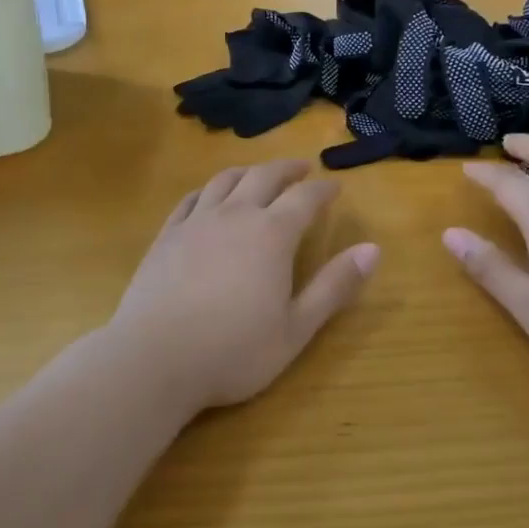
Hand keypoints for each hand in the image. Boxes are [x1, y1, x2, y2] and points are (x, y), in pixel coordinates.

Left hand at [109, 161, 377, 412]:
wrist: (155, 359)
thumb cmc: (234, 351)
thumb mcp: (297, 328)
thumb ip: (335, 286)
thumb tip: (373, 248)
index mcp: (272, 234)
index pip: (305, 198)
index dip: (323, 189)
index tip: (336, 186)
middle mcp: (235, 215)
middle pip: (264, 177)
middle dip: (287, 169)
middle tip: (302, 168)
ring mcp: (195, 222)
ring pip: (225, 181)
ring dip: (248, 171)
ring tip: (258, 174)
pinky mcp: (166, 235)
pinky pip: (190, 199)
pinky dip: (207, 190)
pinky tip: (208, 196)